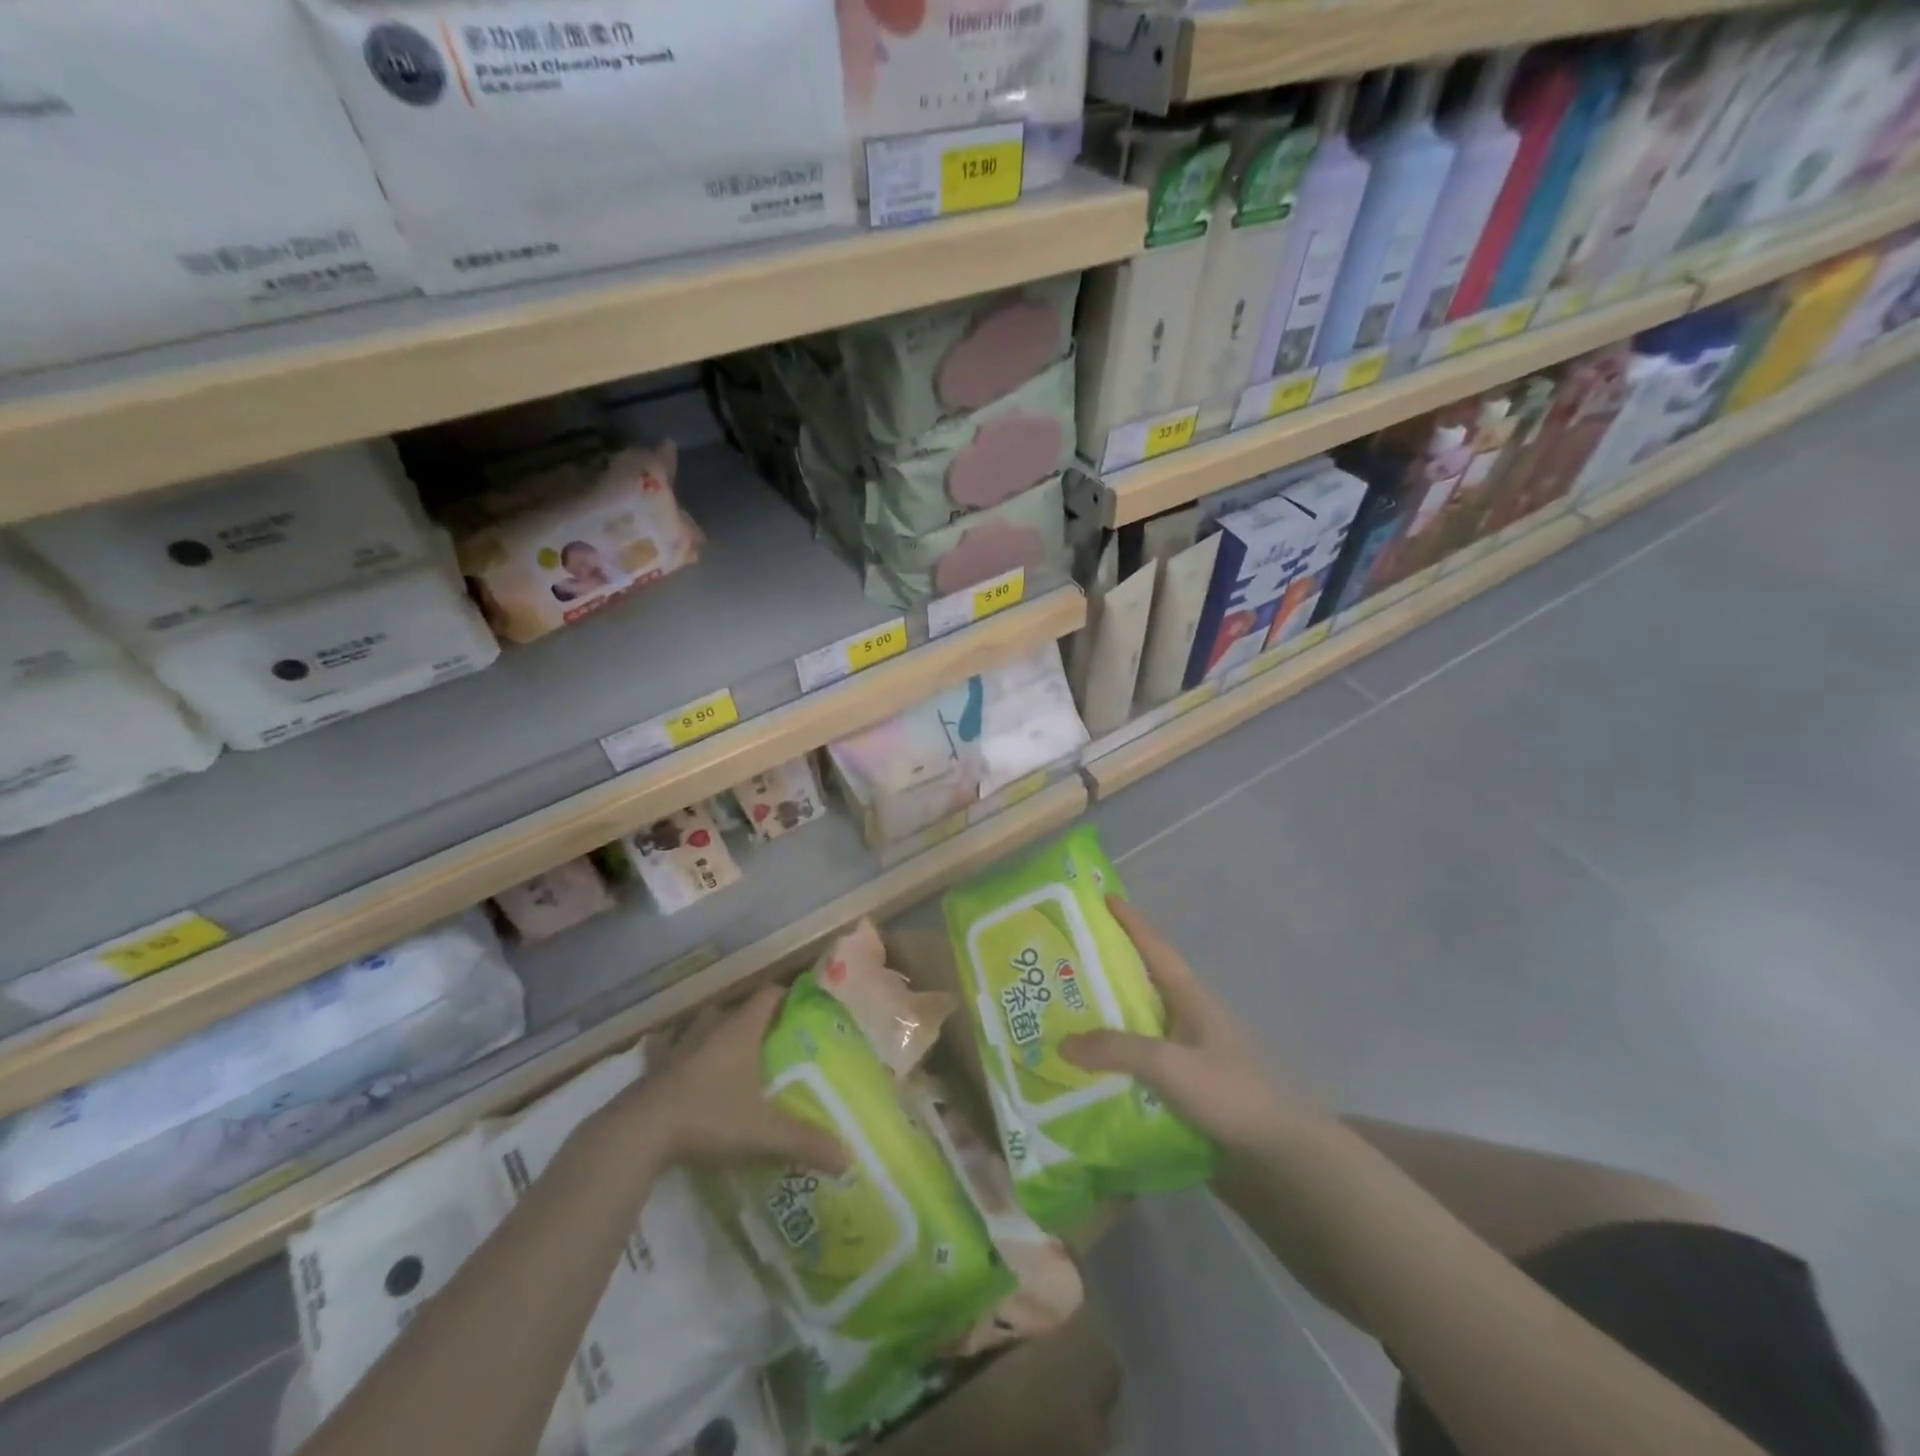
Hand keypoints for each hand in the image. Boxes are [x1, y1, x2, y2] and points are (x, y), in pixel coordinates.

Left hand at [617, 985, 848, 1173]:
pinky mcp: (651, 1067)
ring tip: (725, 1048)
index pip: (768, 995)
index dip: (785, 996)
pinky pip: (664, 1047)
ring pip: (699, 1023)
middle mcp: (710, 1029)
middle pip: (735, 1008)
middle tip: (767, 1039)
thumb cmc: (708, 1117)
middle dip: (751, 1018)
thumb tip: (850, 1158)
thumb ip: (805, 1141)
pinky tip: (673, 1060)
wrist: (639, 1132)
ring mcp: (677, 1046)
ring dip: (712, 1030)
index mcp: (740, 1031)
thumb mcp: (763, 1132)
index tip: (800, 1009)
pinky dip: (671, 1048)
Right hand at [1061, 897, 1310, 1153]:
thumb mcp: (1171, 1066)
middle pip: (1144, 978)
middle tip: (1067, 956)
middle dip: (1110, 964)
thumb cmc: (1231, 1092)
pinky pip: (1146, 1050)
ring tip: (1068, 1007)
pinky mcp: (1190, 1076)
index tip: (1104, 897)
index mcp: (1191, 996)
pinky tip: (1096, 1059)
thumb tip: (1063, 1042)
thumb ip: (1118, 1050)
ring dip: (1111, 1009)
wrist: (1282, 1150)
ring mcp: (1192, 1045)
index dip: (1131, 921)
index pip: (1156, 947)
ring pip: (1143, 1016)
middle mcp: (1190, 1013)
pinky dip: (1120, 1046)